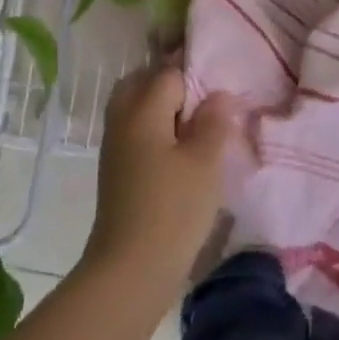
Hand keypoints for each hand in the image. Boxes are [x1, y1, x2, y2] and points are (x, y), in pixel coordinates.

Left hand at [85, 66, 239, 291]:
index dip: (196, 72)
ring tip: (199, 123)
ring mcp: (116, 147)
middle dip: (172, 83)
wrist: (132, 267)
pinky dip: (158, 129)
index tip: (222, 79)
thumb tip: (218, 95)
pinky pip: (137, 132)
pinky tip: (183, 149)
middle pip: (142, 83)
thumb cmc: (173, 208)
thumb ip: (213, 121)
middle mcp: (122, 121)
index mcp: (142, 110)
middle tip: (206, 98)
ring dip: (164, 107)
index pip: (169, 72)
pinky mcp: (118, 171)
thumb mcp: (205, 161)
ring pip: (136, 108)